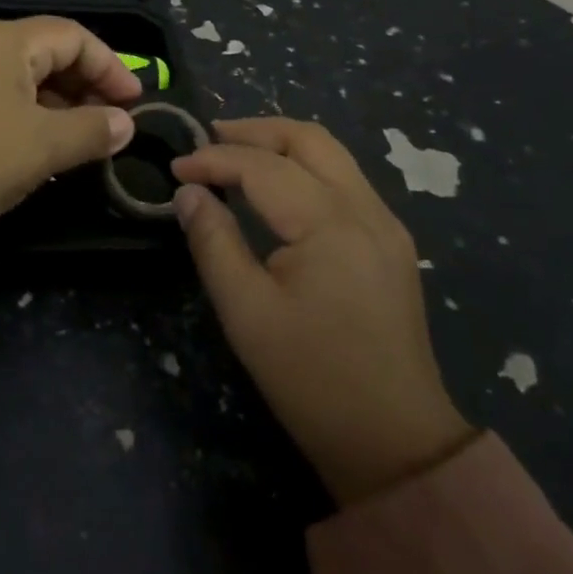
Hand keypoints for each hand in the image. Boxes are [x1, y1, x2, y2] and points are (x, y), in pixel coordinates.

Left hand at [0, 17, 140, 241]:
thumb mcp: (41, 148)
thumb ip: (92, 131)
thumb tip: (126, 124)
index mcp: (4, 39)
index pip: (73, 35)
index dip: (111, 66)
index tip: (135, 104)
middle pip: (46, 51)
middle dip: (84, 86)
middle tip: (110, 125)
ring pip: (18, 75)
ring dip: (55, 103)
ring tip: (77, 141)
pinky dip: (22, 113)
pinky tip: (32, 147)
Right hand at [170, 118, 473, 506]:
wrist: (396, 443)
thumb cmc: (312, 379)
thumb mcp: (246, 313)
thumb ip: (213, 242)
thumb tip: (188, 193)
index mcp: (331, 223)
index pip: (262, 167)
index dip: (214, 160)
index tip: (175, 169)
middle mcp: (365, 209)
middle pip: (308, 139)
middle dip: (254, 131)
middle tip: (208, 138)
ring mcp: (385, 223)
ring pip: (331, 154)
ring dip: (281, 144)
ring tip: (236, 153)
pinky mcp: (390, 242)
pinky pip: (344, 179)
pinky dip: (304, 167)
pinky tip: (276, 186)